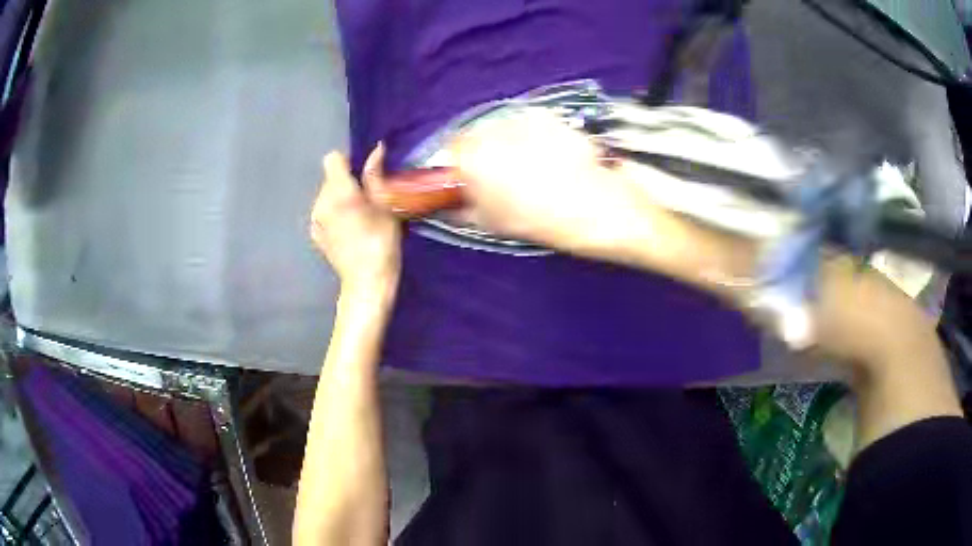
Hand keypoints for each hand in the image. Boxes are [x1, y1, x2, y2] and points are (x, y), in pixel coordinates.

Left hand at [310, 145, 400, 296]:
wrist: (366, 282)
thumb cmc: (382, 242)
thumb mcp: (386, 206)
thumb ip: (376, 176)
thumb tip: (376, 149)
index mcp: (339, 191)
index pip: (333, 159)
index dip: (348, 161)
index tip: (363, 174)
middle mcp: (321, 201)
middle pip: (330, 178)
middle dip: (346, 181)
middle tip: (368, 198)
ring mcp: (315, 219)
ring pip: (326, 195)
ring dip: (340, 198)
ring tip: (359, 216)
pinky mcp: (315, 234)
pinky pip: (323, 212)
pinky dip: (334, 214)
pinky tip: (348, 229)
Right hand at [451, 109, 643, 253]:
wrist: (594, 206)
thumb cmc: (537, 220)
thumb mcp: (491, 223)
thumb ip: (461, 209)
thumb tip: (450, 203)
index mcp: (472, 156)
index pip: (449, 148)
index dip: (456, 163)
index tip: (465, 176)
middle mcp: (491, 129)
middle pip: (475, 133)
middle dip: (481, 149)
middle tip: (498, 173)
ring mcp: (522, 118)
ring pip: (501, 126)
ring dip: (505, 140)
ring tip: (527, 164)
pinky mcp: (548, 115)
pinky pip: (527, 123)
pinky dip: (530, 135)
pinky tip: (547, 155)